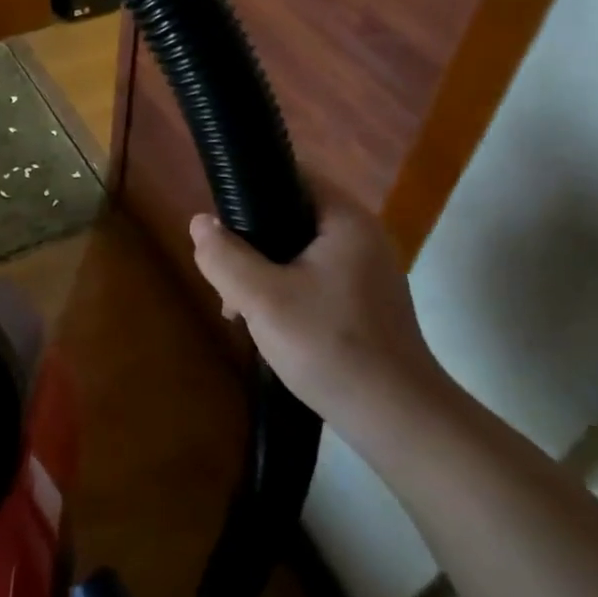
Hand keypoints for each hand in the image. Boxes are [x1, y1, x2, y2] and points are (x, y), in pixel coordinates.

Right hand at [189, 173, 449, 436]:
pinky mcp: (363, 303)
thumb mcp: (262, 299)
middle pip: (289, 216)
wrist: (397, 420)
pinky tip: (267, 325)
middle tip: (226, 279)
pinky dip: (284, 292)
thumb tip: (200, 223)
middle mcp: (361, 236)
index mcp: (345, 220)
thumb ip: (225, 256)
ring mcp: (366, 272)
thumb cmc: (330, 346)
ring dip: (262, 272)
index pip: (291, 176)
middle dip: (250, 243)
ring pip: (297, 252)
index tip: (219, 223)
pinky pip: (312, 279)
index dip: (249, 189)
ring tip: (238, 308)